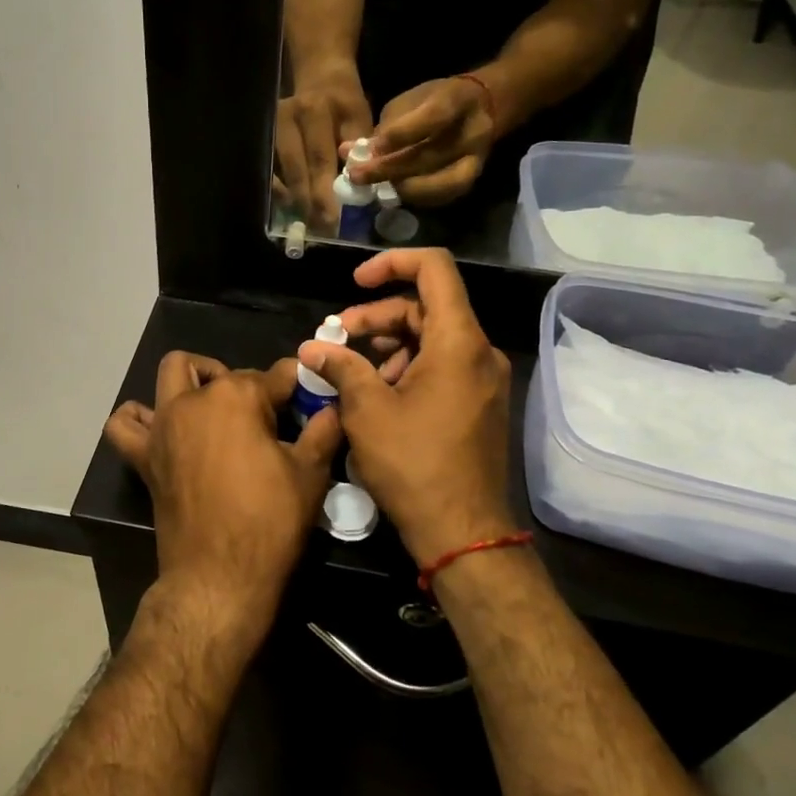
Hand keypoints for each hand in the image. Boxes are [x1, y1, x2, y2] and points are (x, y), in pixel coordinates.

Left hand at [103, 353, 343, 644]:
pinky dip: (139, 418)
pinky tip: (161, 428)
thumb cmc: (269, 522)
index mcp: (236, 397)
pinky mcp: (144, 455)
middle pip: (221, 371)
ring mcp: (163, 426)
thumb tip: (333, 407)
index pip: (275, 375)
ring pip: (171, 376)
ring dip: (193, 382)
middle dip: (244, 381)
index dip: (296, 386)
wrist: (219, 578)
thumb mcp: (310, 474)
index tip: (309, 399)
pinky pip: (126, 424)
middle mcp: (193, 401)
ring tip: (214, 410)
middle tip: (264, 416)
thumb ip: (323, 431)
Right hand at [274, 68, 373, 230]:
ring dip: (294, 202)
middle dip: (309, 204)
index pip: (319, 159)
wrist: (320, 78)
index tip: (333, 220)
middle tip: (322, 230)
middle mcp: (286, 119)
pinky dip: (281, 193)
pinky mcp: (263, 139)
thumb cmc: (344, 103)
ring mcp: (269, 130)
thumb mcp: (360, 117)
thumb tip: (358, 186)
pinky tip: (294, 207)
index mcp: (314, 111)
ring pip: (279, 175)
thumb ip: (360, 149)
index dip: (325, 193)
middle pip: (296, 171)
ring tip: (310, 223)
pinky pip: (269, 174)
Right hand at [298, 249, 516, 568]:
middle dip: (378, 315)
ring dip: (390, 344)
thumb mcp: (367, 410)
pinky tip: (379, 394)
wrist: (463, 531)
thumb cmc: (413, 465)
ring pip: (433, 338)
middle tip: (339, 336)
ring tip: (354, 371)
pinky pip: (443, 365)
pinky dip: (408, 367)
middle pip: (427, 307)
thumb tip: (312, 348)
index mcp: (458, 342)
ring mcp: (484, 379)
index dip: (391, 264)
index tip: (355, 283)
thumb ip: (341, 367)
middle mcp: (479, 352)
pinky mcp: (479, 403)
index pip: (433, 270)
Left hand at [343, 75, 496, 206]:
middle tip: (357, 176)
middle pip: (431, 156)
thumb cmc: (432, 102)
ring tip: (374, 187)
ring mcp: (476, 159)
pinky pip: (442, 197)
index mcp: (458, 100)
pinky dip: (415, 197)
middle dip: (389, 169)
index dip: (402, 134)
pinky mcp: (471, 180)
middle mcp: (473, 131)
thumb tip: (347, 152)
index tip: (372, 147)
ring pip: (440, 183)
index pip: (434, 116)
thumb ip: (383, 127)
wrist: (479, 108)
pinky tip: (393, 192)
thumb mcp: (408, 102)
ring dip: (402, 188)